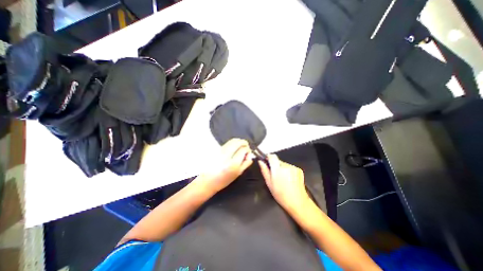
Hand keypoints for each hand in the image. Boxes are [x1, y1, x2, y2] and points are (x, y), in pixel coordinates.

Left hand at [198, 140, 253, 194]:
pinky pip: (228, 142)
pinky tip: (234, 147)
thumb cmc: (224, 179)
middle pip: (238, 142)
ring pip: (233, 140)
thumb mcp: (238, 173)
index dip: (248, 150)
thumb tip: (250, 155)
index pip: (243, 150)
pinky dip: (233, 142)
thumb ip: (246, 163)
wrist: (208, 180)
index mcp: (233, 163)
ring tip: (241, 146)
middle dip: (244, 142)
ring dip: (239, 141)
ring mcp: (221, 151)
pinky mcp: (217, 149)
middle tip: (246, 146)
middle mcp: (227, 155)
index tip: (248, 153)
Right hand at [258, 155, 310, 214]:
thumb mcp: (269, 183)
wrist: (297, 202)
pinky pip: (290, 167)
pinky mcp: (299, 170)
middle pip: (278, 160)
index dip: (268, 157)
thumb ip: (264, 170)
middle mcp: (286, 166)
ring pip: (284, 164)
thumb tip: (260, 161)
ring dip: (282, 168)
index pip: (272, 156)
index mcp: (277, 169)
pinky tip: (288, 179)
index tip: (266, 161)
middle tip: (275, 175)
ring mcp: (293, 167)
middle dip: (275, 165)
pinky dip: (288, 171)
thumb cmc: (281, 194)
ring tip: (282, 179)